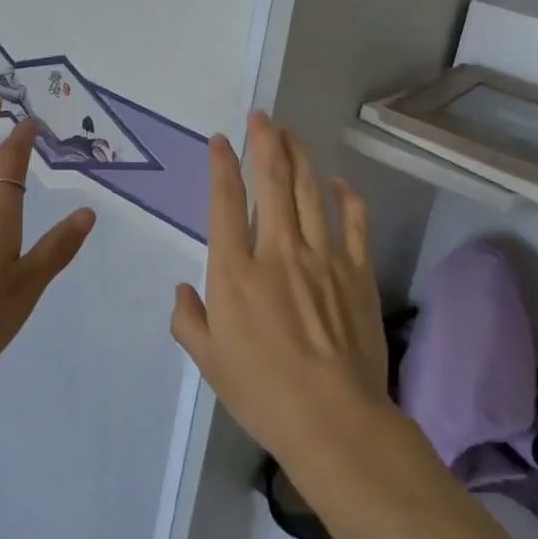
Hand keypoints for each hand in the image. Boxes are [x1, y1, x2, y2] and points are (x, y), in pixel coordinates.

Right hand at [170, 112, 389, 466]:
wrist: (335, 421)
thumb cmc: (264, 394)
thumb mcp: (209, 363)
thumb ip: (188, 321)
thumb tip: (181, 292)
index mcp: (235, 272)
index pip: (225, 202)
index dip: (222, 165)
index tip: (221, 141)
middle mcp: (277, 251)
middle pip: (272, 181)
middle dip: (265, 142)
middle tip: (262, 117)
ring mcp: (322, 257)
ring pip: (310, 191)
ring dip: (299, 156)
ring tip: (291, 133)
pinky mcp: (356, 270)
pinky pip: (354, 221)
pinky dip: (346, 197)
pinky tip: (338, 182)